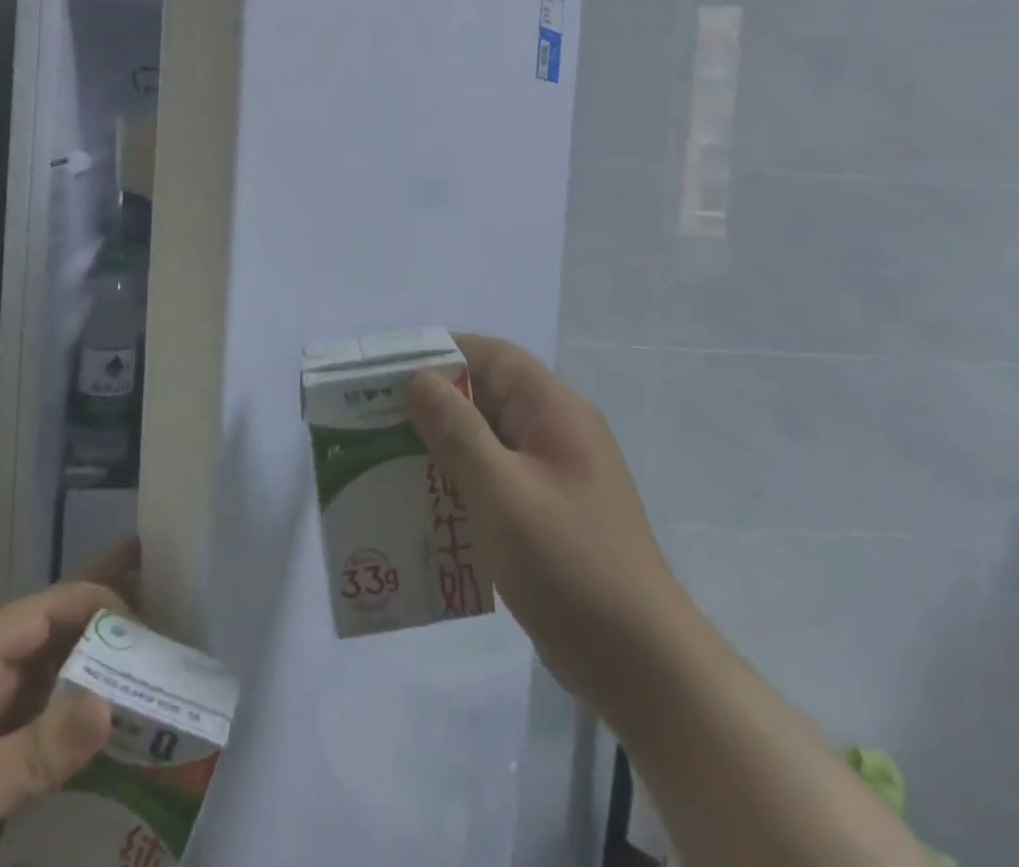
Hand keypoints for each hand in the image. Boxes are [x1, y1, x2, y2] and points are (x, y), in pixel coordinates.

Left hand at [0, 541, 138, 866]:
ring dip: (107, 659)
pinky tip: (129, 717)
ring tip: (160, 642)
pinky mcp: (3, 770)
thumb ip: (32, 752)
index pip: (44, 610)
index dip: (95, 604)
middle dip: (106, 607)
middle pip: (57, 630)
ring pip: (62, 673)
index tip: (144, 628)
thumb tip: (110, 701)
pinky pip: (58, 723)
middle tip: (162, 579)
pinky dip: (94, 711)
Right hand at [408, 335, 672, 699]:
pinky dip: (460, 482)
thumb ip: (458, 432)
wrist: (642, 665)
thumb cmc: (569, 565)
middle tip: (375, 420)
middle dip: (433, 404)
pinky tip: (425, 506)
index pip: (493, 356)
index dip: (441, 353)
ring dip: (442, 447)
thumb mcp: (502, 493)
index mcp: (555, 411)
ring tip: (388, 462)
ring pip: (488, 440)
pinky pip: (496, 478)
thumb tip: (419, 378)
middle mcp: (557, 431)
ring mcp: (555, 474)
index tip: (389, 373)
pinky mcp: (549, 512)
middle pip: (487, 395)